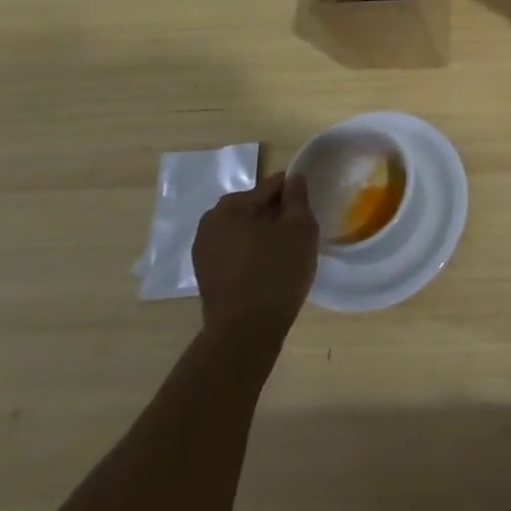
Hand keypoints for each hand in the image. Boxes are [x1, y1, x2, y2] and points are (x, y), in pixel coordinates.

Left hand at [192, 172, 318, 342]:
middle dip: (275, 214)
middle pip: (253, 206)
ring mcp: (203, 251)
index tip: (307, 210)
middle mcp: (210, 223)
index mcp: (231, 206)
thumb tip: (294, 178)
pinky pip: (233, 251)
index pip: (270, 185)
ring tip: (284, 252)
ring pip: (242, 229)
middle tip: (297, 233)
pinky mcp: (205, 275)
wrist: (245, 332)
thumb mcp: (300, 229)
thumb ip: (297, 198)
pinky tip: (267, 269)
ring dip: (261, 234)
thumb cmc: (276, 272)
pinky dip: (250, 252)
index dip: (293, 194)